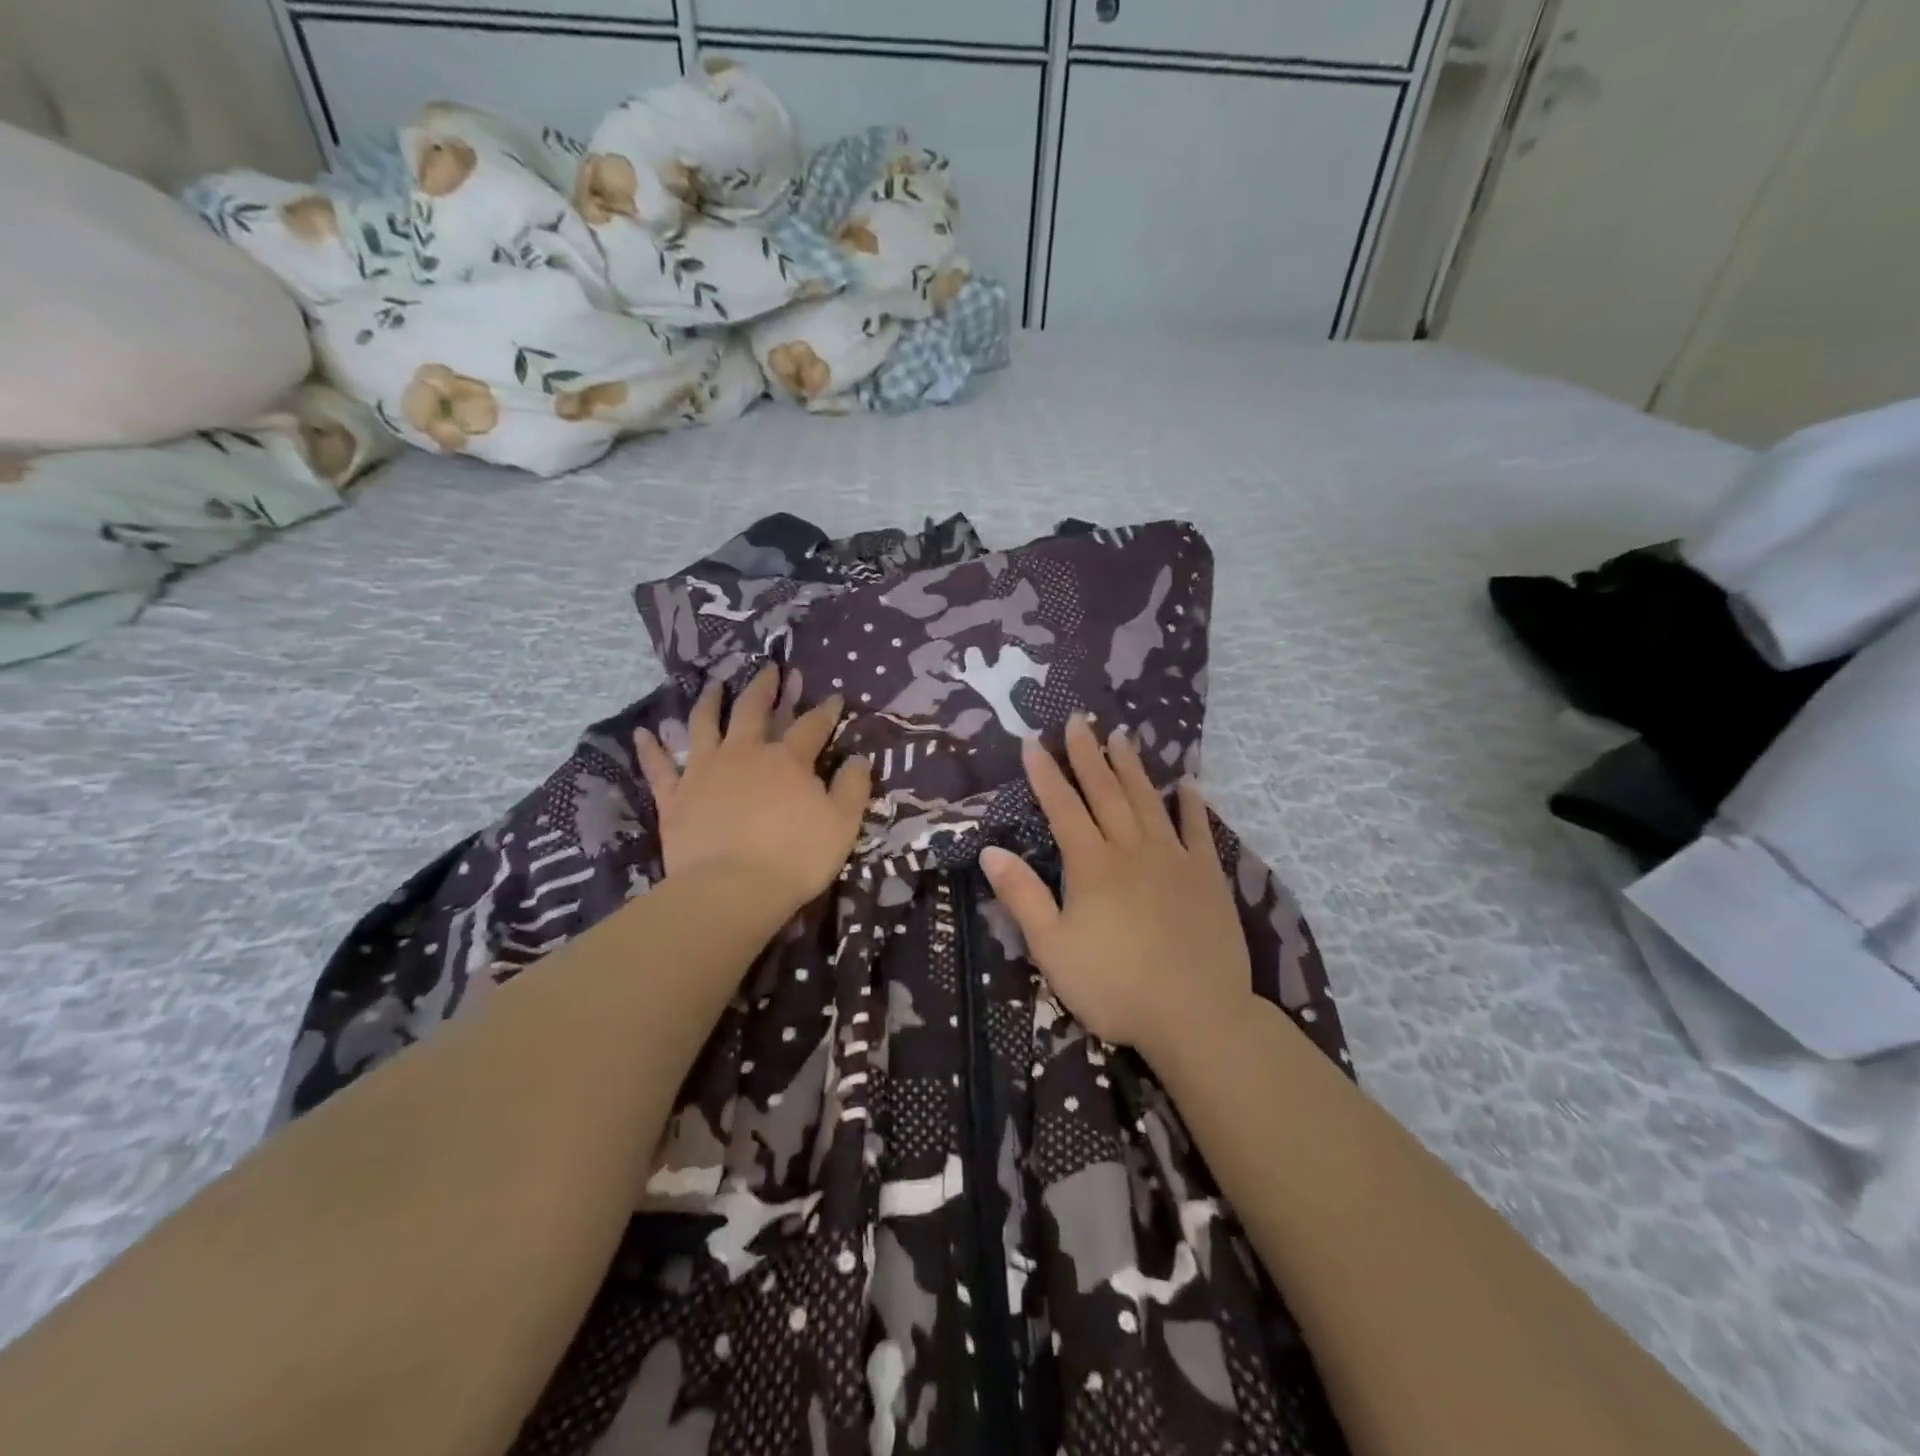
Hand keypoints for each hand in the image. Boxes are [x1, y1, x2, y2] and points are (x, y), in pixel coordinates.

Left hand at [634, 665, 871, 917]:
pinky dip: (650, 748)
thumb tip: (859, 758)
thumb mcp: (842, 824)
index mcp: (787, 760)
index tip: (834, 697)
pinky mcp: (675, 797)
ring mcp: (704, 772)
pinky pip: (658, 766)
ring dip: (709, 701)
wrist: (731, 889)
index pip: (811, 726)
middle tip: (769, 669)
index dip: (825, 711)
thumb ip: (853, 788)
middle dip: (764, 687)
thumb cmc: (795, 858)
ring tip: (713, 684)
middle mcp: (744, 753)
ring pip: (704, 725)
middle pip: (753, 710)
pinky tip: (643, 732)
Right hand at [980, 715, 1252, 1062]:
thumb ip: (1022, 896)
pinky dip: (1191, 805)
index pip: (1062, 808)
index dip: (1045, 774)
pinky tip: (1187, 783)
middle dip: (1088, 754)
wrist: (1196, 1014)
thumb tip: (990, 851)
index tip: (1033, 742)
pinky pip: (1198, 831)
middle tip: (1079, 719)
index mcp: (1091, 865)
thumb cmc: (1114, 986)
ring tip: (1121, 735)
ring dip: (1132, 767)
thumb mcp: (1052, 948)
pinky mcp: (1207, 877)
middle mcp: (1131, 850)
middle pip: (1106, 792)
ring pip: (1148, 801)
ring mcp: (1173, 859)